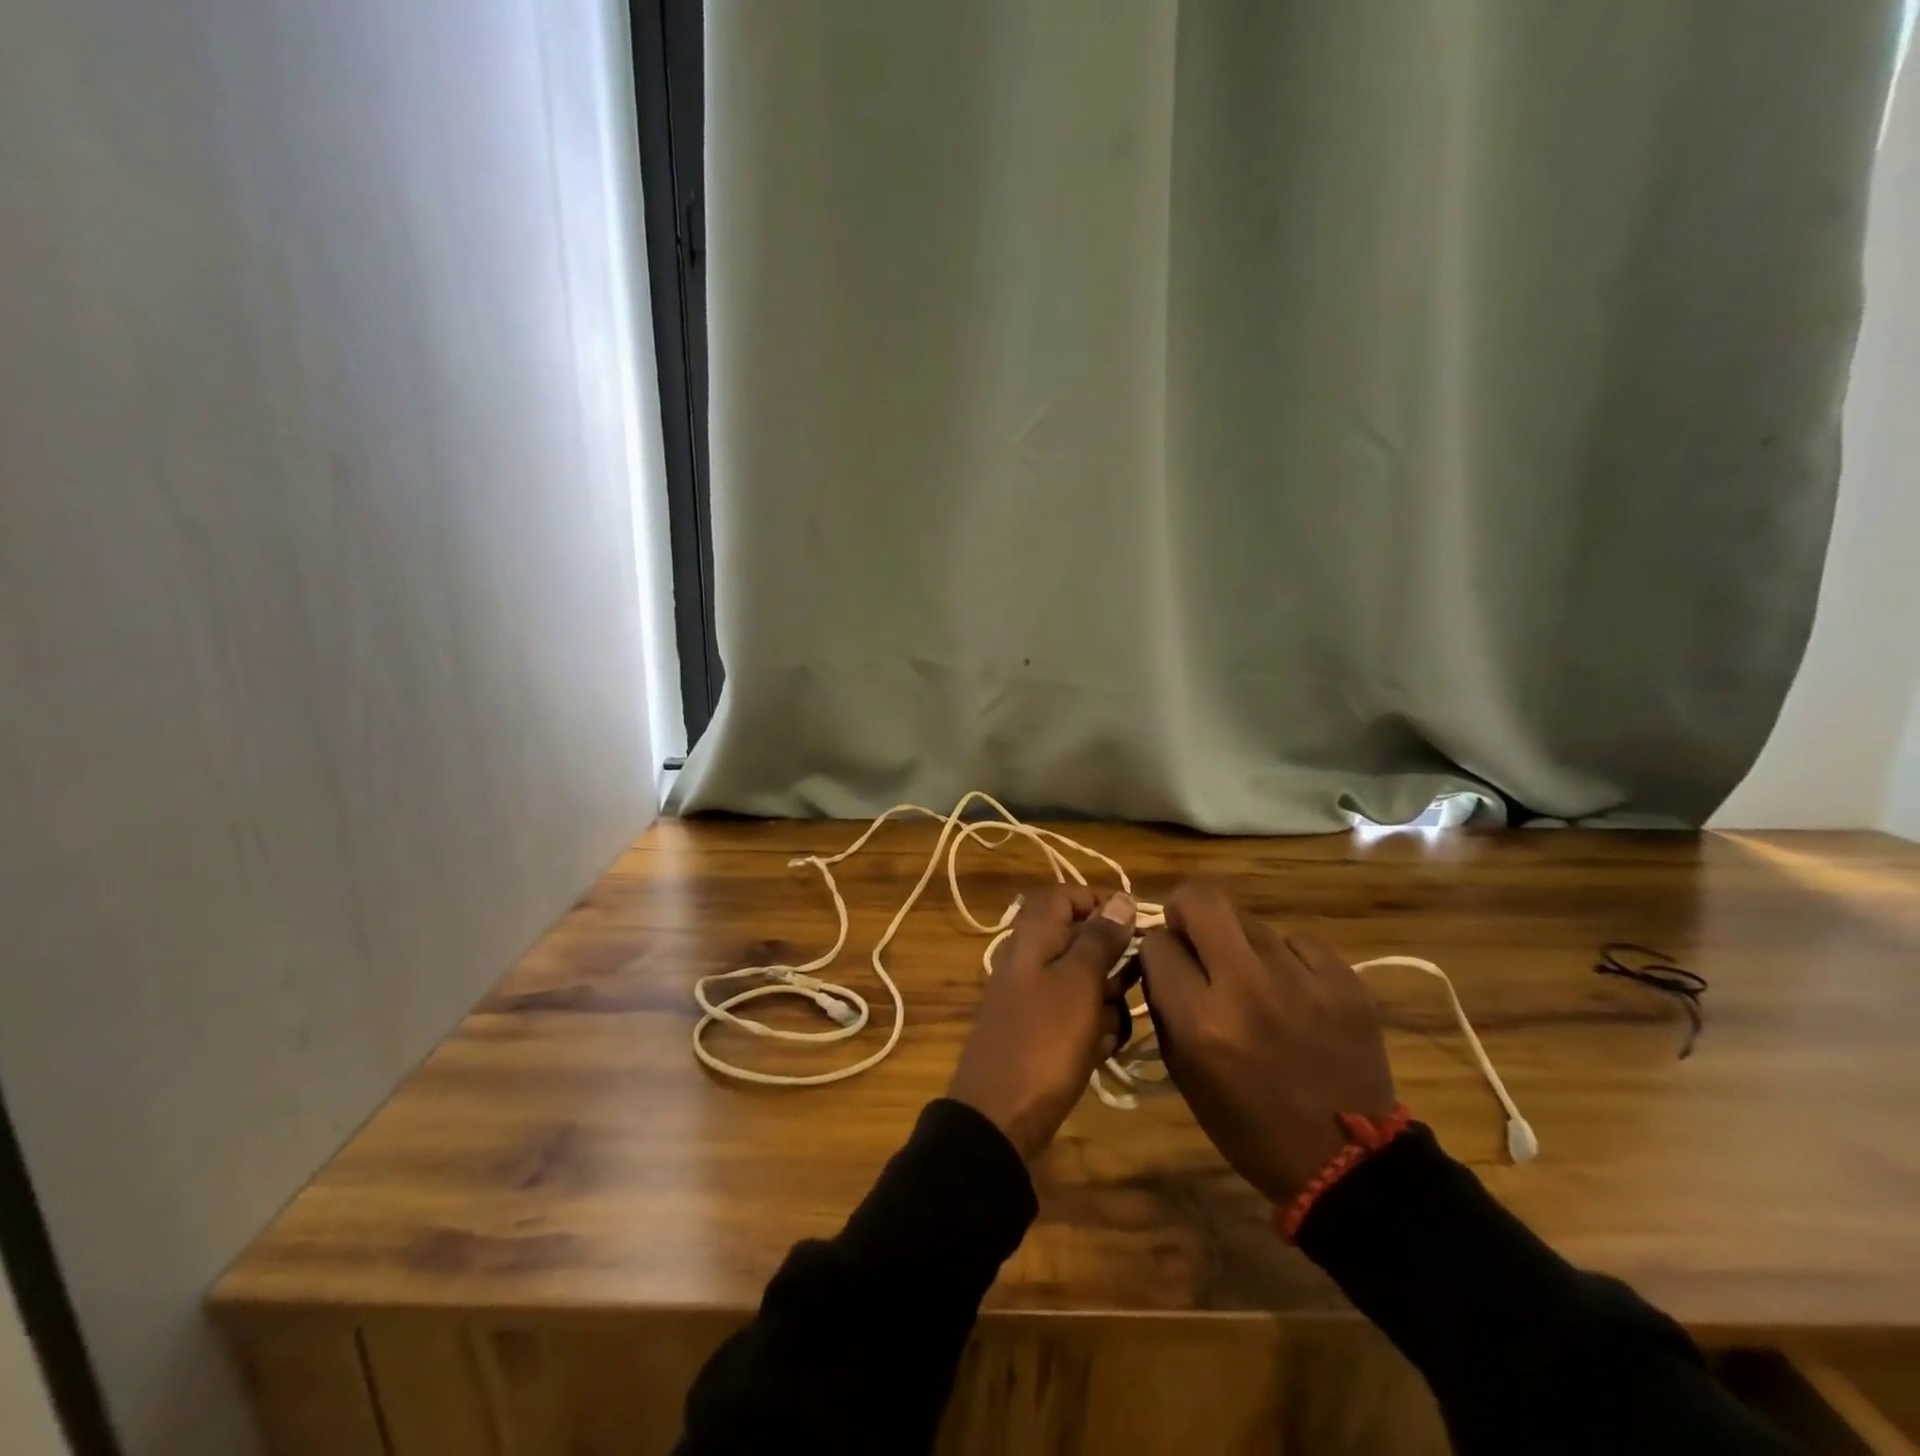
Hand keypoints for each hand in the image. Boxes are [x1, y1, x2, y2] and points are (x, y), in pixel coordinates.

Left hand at [948, 884, 1136, 1159]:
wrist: (999, 1116)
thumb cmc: (1044, 1040)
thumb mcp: (1079, 982)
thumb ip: (1100, 938)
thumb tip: (1121, 898)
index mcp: (1032, 935)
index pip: (1064, 895)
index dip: (1098, 902)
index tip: (1133, 926)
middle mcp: (1029, 958)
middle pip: (1080, 940)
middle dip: (1111, 965)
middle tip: (1125, 989)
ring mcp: (1032, 996)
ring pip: (1084, 981)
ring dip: (1106, 1003)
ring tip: (1107, 1029)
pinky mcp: (1039, 1031)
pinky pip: (1076, 1016)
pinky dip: (1091, 1029)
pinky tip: (1098, 1051)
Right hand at [1139, 879, 1395, 1203]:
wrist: (1348, 1163)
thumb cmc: (1249, 1126)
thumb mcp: (1184, 1072)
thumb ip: (1166, 1006)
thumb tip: (1161, 955)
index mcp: (1201, 1022)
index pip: (1157, 944)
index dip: (1157, 951)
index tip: (1167, 967)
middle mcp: (1247, 990)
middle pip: (1201, 898)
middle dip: (1186, 908)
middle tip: (1194, 935)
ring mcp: (1301, 980)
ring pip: (1250, 922)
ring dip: (1240, 945)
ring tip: (1255, 981)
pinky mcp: (1345, 980)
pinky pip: (1297, 941)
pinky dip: (1287, 959)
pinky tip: (1294, 991)